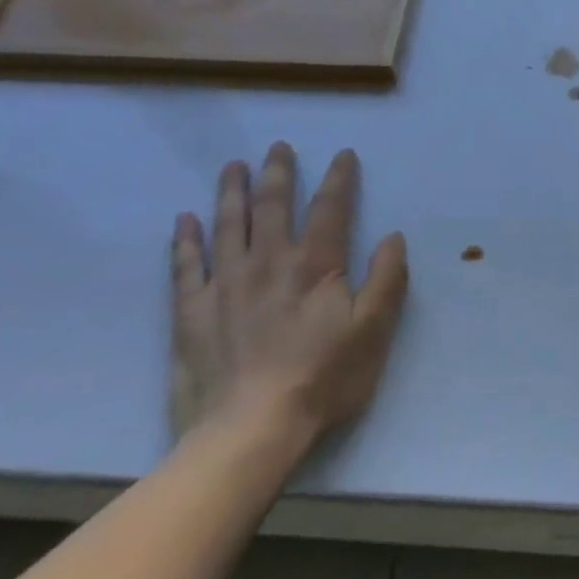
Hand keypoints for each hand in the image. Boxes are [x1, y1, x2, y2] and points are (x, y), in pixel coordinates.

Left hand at [170, 143, 407, 455]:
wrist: (249, 431)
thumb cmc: (322, 379)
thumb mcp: (374, 330)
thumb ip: (387, 279)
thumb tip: (393, 237)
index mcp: (315, 265)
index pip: (330, 208)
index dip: (340, 178)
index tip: (344, 154)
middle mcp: (269, 261)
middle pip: (273, 204)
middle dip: (278, 172)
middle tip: (278, 147)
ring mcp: (225, 284)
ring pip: (228, 224)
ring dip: (231, 191)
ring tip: (233, 166)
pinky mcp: (191, 312)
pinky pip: (186, 265)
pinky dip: (185, 239)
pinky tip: (184, 219)